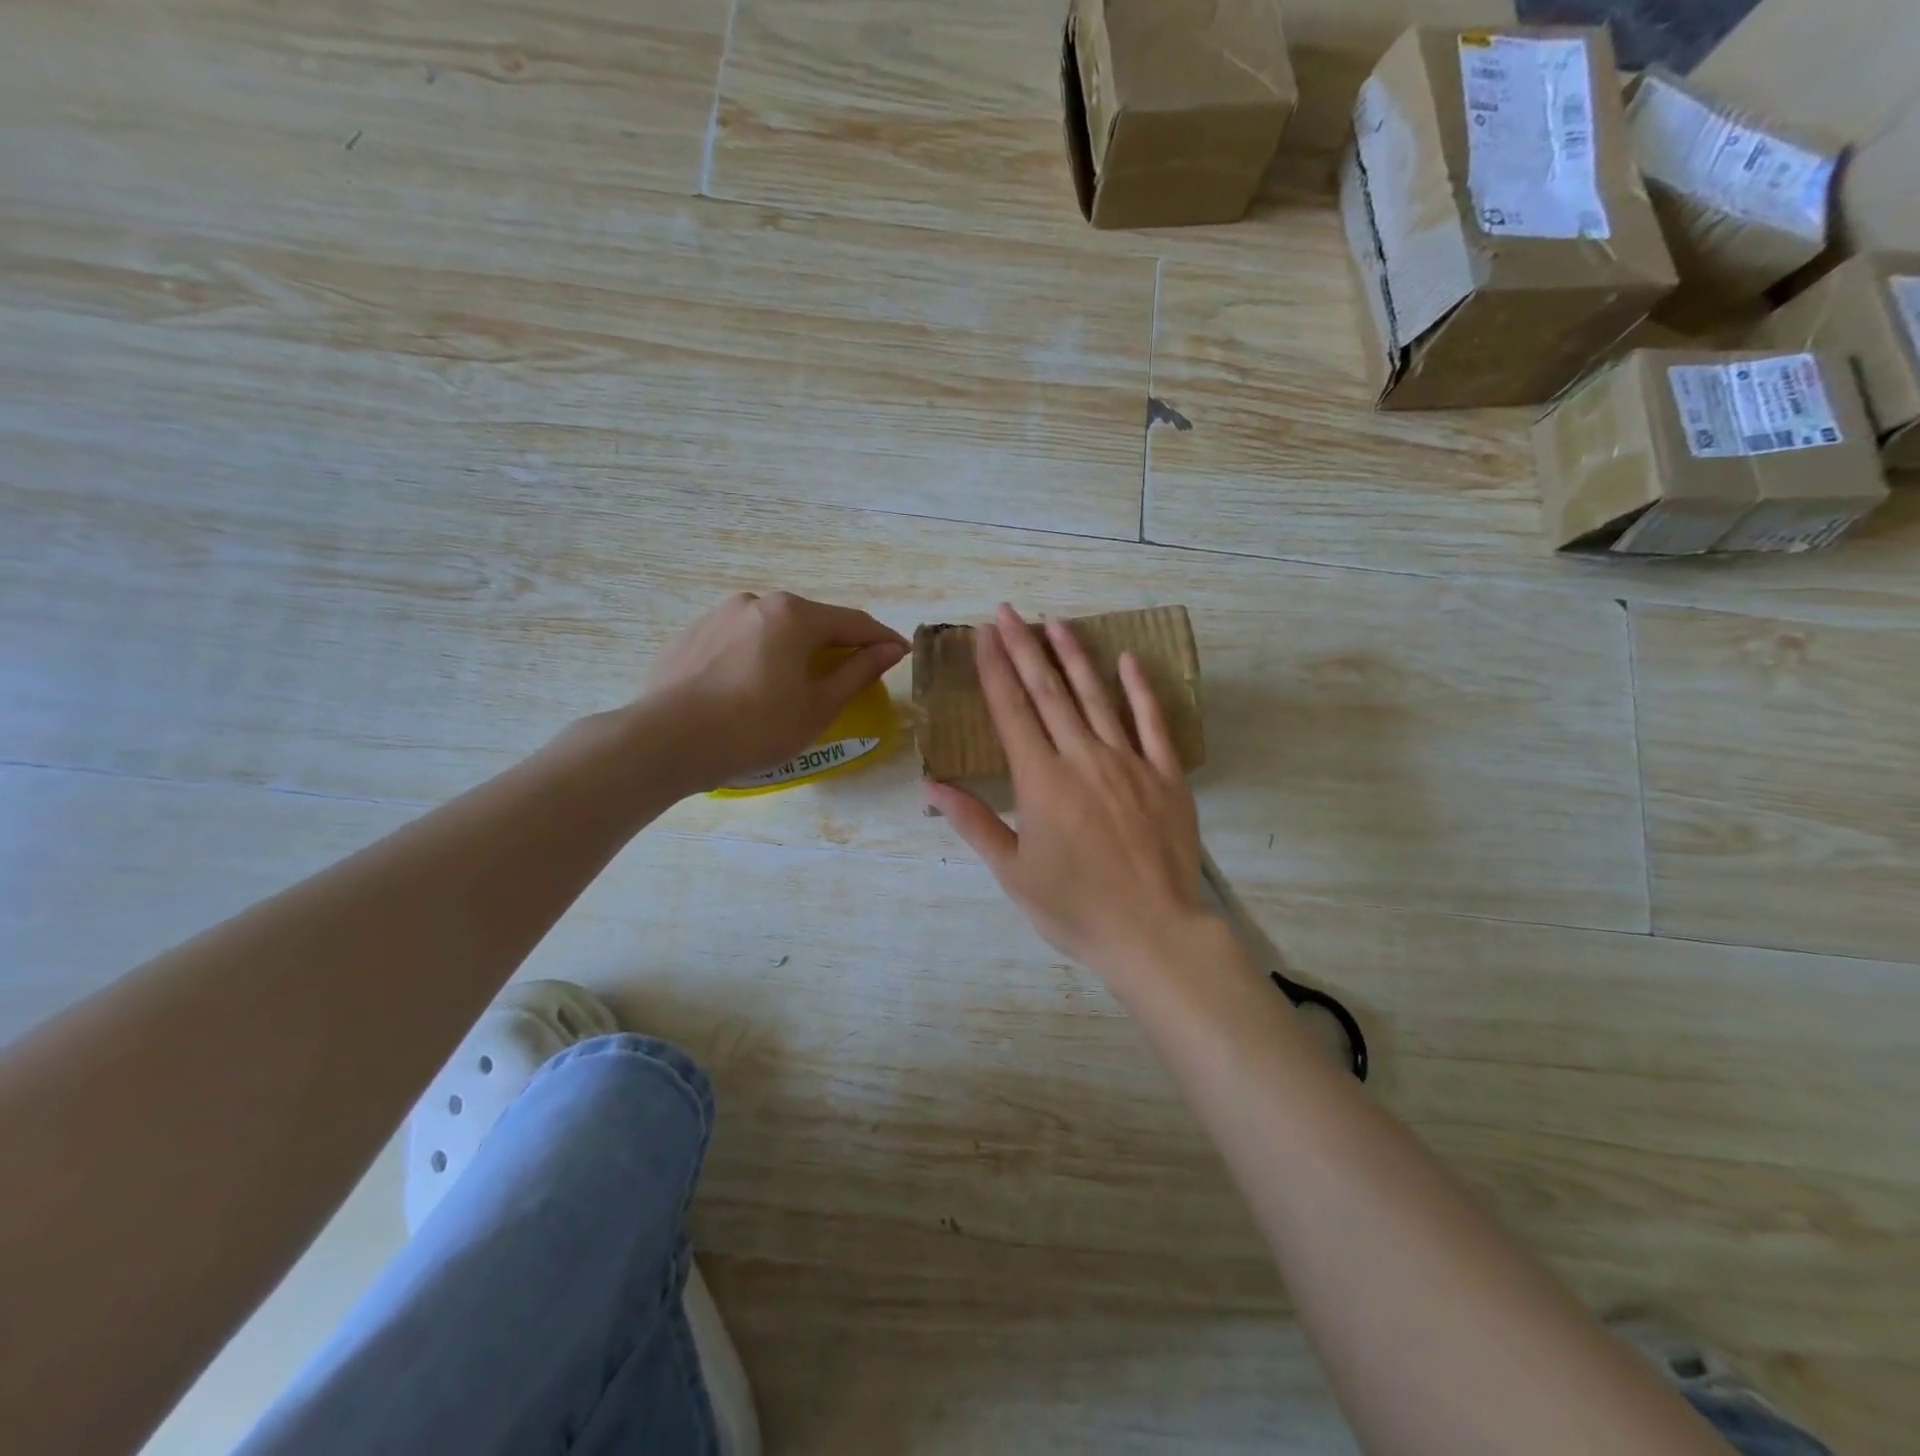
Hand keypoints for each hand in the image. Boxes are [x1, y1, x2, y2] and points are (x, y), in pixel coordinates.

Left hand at [644, 591, 907, 790]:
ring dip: (794, 651)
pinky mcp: (691, 634)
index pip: (853, 622)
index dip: (881, 639)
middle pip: (811, 622)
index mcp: (794, 615)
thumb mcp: (818, 706)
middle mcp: (757, 602)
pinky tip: (751, 689)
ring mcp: (719, 615)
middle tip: (849, 675)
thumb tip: (890, 649)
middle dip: (835, 644)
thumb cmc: (755, 727)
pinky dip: (758, 657)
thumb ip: (858, 671)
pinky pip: (740, 641)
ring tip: (795, 686)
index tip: (901, 654)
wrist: (666, 741)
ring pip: (772, 630)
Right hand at [926, 605, 1213, 982]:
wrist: (1152, 932)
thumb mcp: (1011, 871)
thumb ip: (972, 822)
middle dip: (1025, 647)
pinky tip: (1128, 659)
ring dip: (1073, 656)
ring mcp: (1128, 762)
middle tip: (1009, 611)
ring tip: (1055, 622)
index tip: (985, 634)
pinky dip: (1140, 688)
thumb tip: (931, 785)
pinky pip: (1152, 722)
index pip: (1011, 710)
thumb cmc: (1073, 907)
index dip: (995, 668)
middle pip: (1048, 691)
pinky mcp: (1165, 775)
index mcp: (1040, 780)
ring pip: (1095, 696)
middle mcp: (1081, 757)